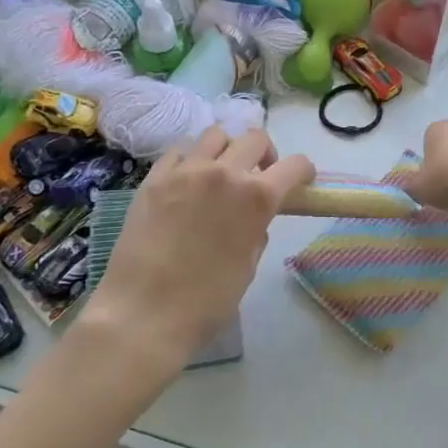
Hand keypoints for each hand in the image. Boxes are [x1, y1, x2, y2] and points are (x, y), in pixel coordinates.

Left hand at [82, 128, 314, 375]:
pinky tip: (188, 180)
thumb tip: (251, 219)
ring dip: (227, 149)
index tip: (301, 179)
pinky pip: (180, 151)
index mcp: (256, 198)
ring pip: (215, 135)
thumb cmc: (206, 301)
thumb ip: (255, 231)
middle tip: (260, 175)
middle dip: (266, 154)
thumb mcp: (248, 266)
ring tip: (221, 172)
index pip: (294, 166)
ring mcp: (185, 171)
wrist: (144, 312)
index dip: (303, 171)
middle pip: (255, 138)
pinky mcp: (154, 178)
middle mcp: (224, 173)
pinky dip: (191, 158)